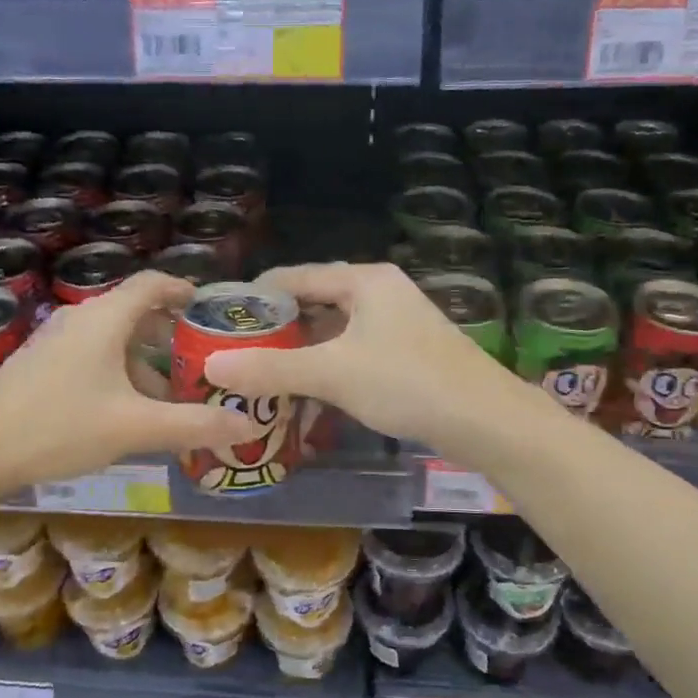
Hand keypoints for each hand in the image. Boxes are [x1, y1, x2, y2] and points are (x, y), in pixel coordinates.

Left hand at [0, 272, 254, 491]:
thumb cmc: (58, 427)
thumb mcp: (134, 428)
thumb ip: (193, 425)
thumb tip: (250, 425)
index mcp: (105, 318)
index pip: (153, 284)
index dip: (186, 291)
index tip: (213, 312)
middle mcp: (80, 319)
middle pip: (136, 313)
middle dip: (172, 336)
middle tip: (204, 363)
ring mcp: (56, 341)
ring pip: (113, 340)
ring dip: (146, 361)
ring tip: (172, 397)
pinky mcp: (40, 365)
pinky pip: (92, 357)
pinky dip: (120, 373)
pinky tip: (127, 412)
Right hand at [202, 262, 516, 448]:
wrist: (485, 420)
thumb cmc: (406, 382)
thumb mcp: (332, 373)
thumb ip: (270, 369)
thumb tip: (211, 368)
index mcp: (363, 280)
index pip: (293, 277)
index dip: (254, 298)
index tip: (219, 324)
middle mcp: (380, 291)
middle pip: (313, 302)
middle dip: (276, 329)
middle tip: (236, 354)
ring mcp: (396, 321)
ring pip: (333, 330)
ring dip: (300, 351)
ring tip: (261, 374)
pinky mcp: (407, 351)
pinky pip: (352, 350)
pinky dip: (327, 366)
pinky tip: (306, 391)